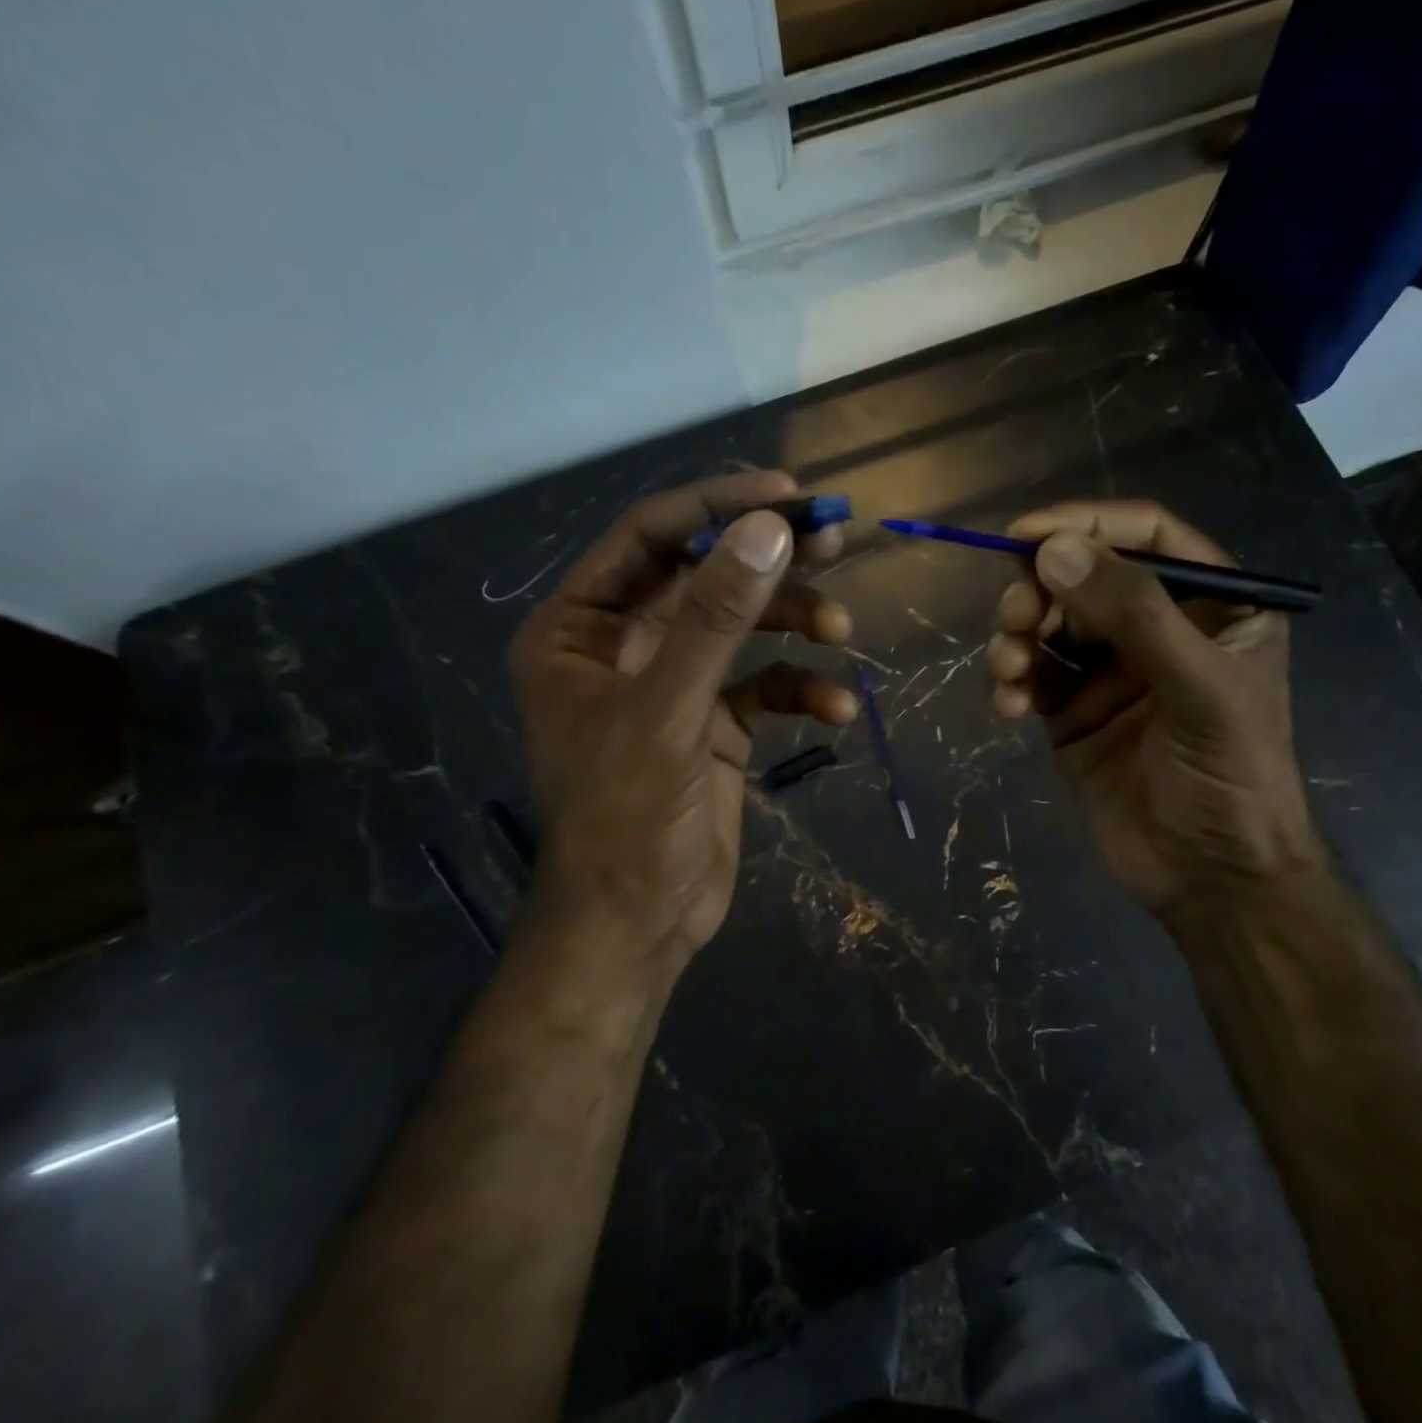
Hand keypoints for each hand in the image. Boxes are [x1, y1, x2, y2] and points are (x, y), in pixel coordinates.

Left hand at [510, 473, 857, 983]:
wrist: (639, 927)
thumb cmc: (627, 821)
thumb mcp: (668, 712)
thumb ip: (714, 619)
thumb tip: (770, 529)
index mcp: (580, 630)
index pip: (650, 538)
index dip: (717, 507)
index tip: (789, 495)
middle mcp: (624, 646)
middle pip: (705, 576)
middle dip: (768, 560)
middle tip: (835, 539)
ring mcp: (674, 686)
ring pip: (742, 628)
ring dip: (795, 624)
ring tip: (842, 629)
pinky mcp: (714, 725)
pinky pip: (764, 687)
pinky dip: (802, 689)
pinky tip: (838, 708)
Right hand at [987, 501, 1325, 922]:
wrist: (1211, 879)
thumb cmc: (1231, 777)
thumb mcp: (1199, 687)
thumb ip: (1134, 613)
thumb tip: (1053, 549)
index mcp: (1212, 604)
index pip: (1146, 535)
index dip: (1086, 523)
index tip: (1024, 535)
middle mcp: (1157, 627)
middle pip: (1082, 576)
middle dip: (1039, 590)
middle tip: (1015, 617)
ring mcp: (1109, 670)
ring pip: (1047, 623)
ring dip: (1016, 637)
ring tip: (1009, 670)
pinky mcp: (1070, 711)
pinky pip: (1029, 674)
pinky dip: (1009, 682)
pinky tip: (1007, 708)